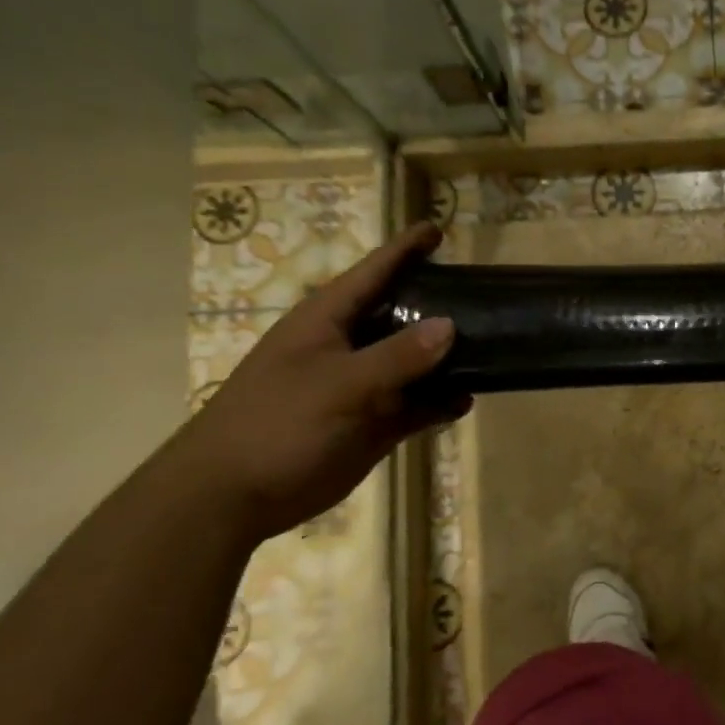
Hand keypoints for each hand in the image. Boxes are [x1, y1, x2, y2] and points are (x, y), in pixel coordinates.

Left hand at [174, 222, 466, 539]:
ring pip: (414, 363)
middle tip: (485, 295)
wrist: (233, 495)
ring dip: (447, 359)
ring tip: (491, 348)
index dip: (405, 250)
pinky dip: (440, 403)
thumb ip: (397, 356)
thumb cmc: (278, 424)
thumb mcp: (340, 385)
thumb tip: (450, 325)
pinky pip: (415, 405)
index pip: (373, 272)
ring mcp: (362, 387)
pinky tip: (466, 401)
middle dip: (439, 304)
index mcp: (328, 321)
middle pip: (401, 315)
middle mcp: (349, 347)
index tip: (438, 229)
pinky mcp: (372, 424)